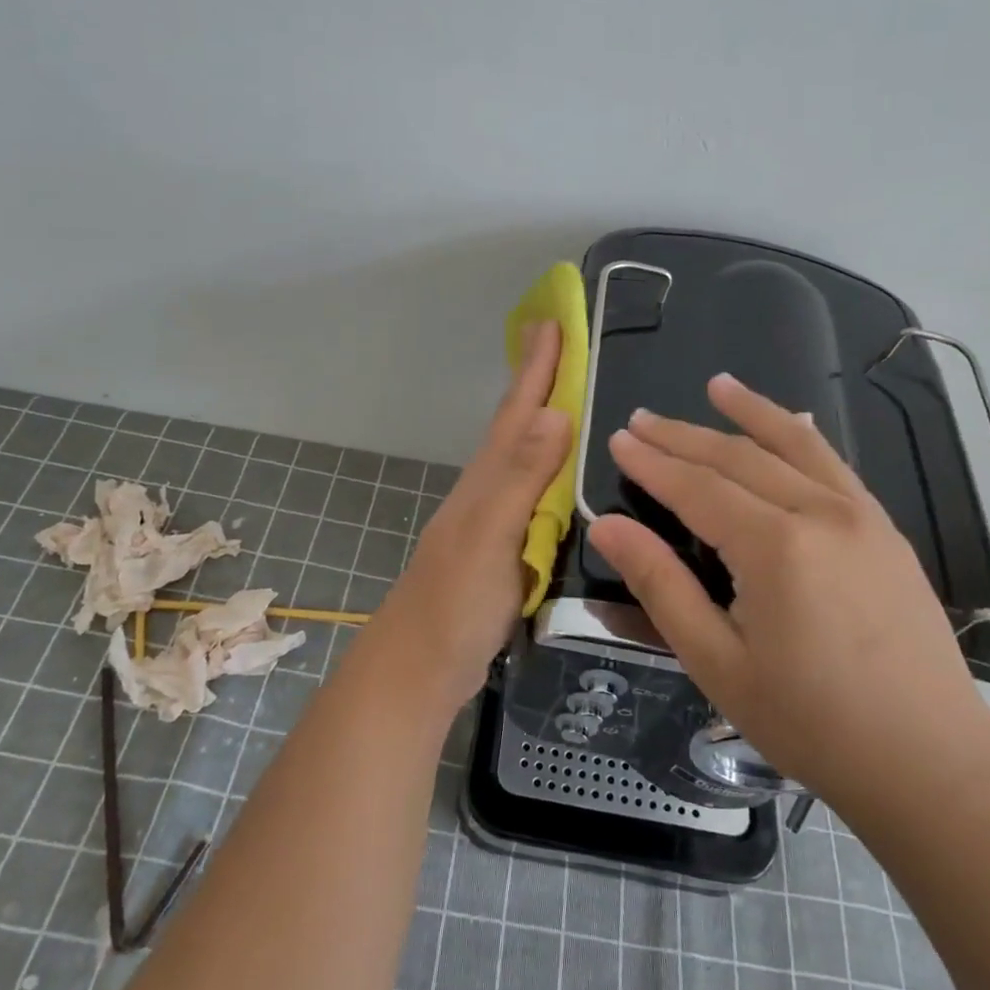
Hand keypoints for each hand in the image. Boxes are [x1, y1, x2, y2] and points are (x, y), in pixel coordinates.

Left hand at [369, 320, 570, 717]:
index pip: (517, 412)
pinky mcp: (502, 550)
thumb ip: (522, 478)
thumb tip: (555, 411)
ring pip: (523, 457)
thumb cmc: (453, 604)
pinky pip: (532, 494)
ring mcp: (492, 521)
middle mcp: (487, 491)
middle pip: (516, 425)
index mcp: (487, 481)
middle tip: (561, 340)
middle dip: (538, 380)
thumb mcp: (490, 537)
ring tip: (571, 396)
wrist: (418, 669)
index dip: (536, 367)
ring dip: (543, 421)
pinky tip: (563, 478)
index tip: (553, 319)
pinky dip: (549, 471)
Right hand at [586, 373, 989, 818]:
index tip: (618, 439)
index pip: (697, 487)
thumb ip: (661, 584)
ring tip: (717, 385)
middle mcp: (819, 513)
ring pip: (794, 447)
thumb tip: (609, 526)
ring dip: (750, 413)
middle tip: (642, 418)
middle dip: (684, 435)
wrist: (931, 761)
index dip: (652, 462)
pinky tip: (792, 422)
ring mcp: (861, 517)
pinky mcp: (886, 531)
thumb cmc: (810, 721)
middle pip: (738, 458)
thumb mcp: (716, 661)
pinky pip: (835, 466)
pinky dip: (804, 437)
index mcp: (774, 546)